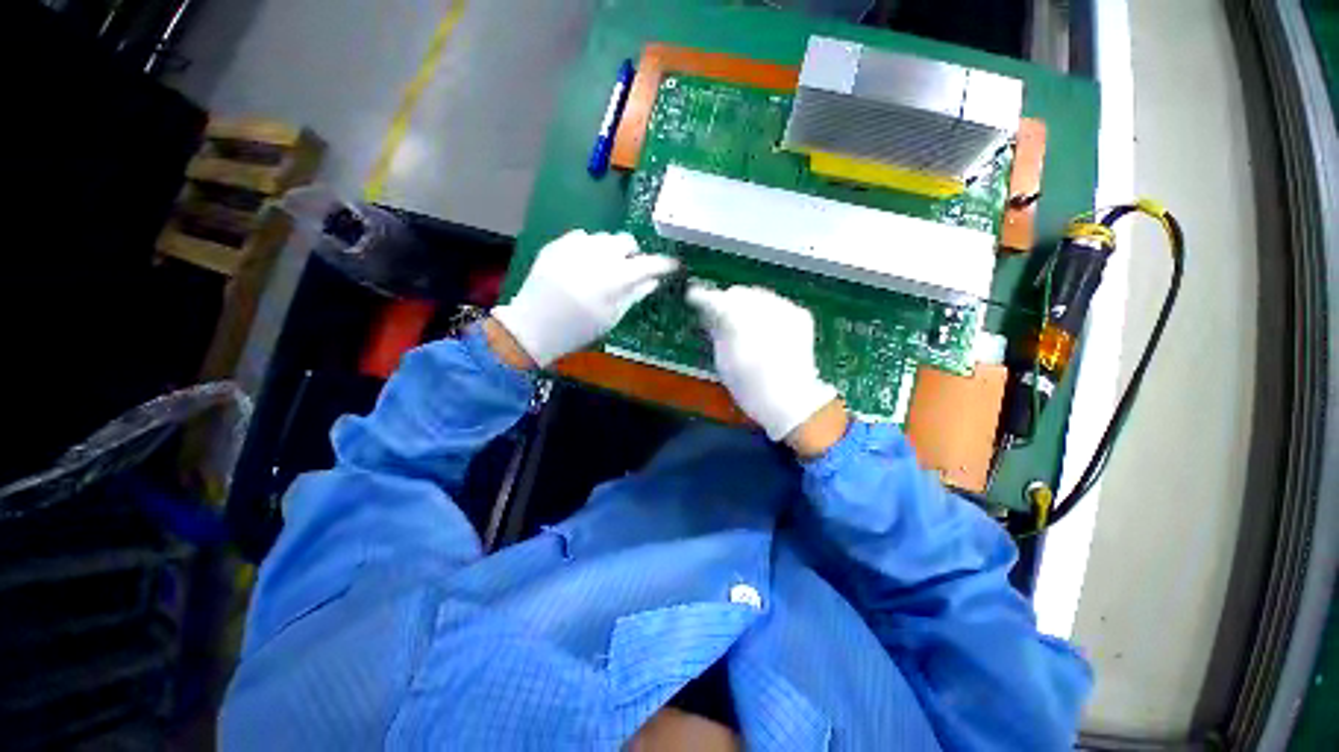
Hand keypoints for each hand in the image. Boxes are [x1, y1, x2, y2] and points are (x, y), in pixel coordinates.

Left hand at [492, 230, 677, 366]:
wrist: (533, 326)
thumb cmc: (578, 330)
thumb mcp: (611, 317)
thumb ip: (635, 294)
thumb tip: (653, 280)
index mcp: (613, 279)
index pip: (647, 264)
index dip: (663, 263)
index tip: (671, 265)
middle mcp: (596, 256)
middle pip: (625, 241)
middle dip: (632, 254)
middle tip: (628, 271)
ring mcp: (573, 247)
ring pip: (604, 238)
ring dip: (610, 251)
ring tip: (602, 270)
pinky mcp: (557, 245)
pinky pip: (582, 238)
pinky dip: (589, 249)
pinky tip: (582, 266)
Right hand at [687, 284, 843, 447]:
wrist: (791, 399)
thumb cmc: (749, 386)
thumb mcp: (723, 360)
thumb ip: (716, 330)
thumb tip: (711, 314)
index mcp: (738, 318)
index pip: (715, 299)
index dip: (702, 298)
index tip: (695, 299)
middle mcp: (763, 305)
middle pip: (739, 294)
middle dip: (728, 304)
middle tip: (721, 321)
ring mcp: (784, 308)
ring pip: (758, 296)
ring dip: (748, 307)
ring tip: (745, 329)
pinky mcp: (799, 314)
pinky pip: (776, 304)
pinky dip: (767, 313)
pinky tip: (766, 331)